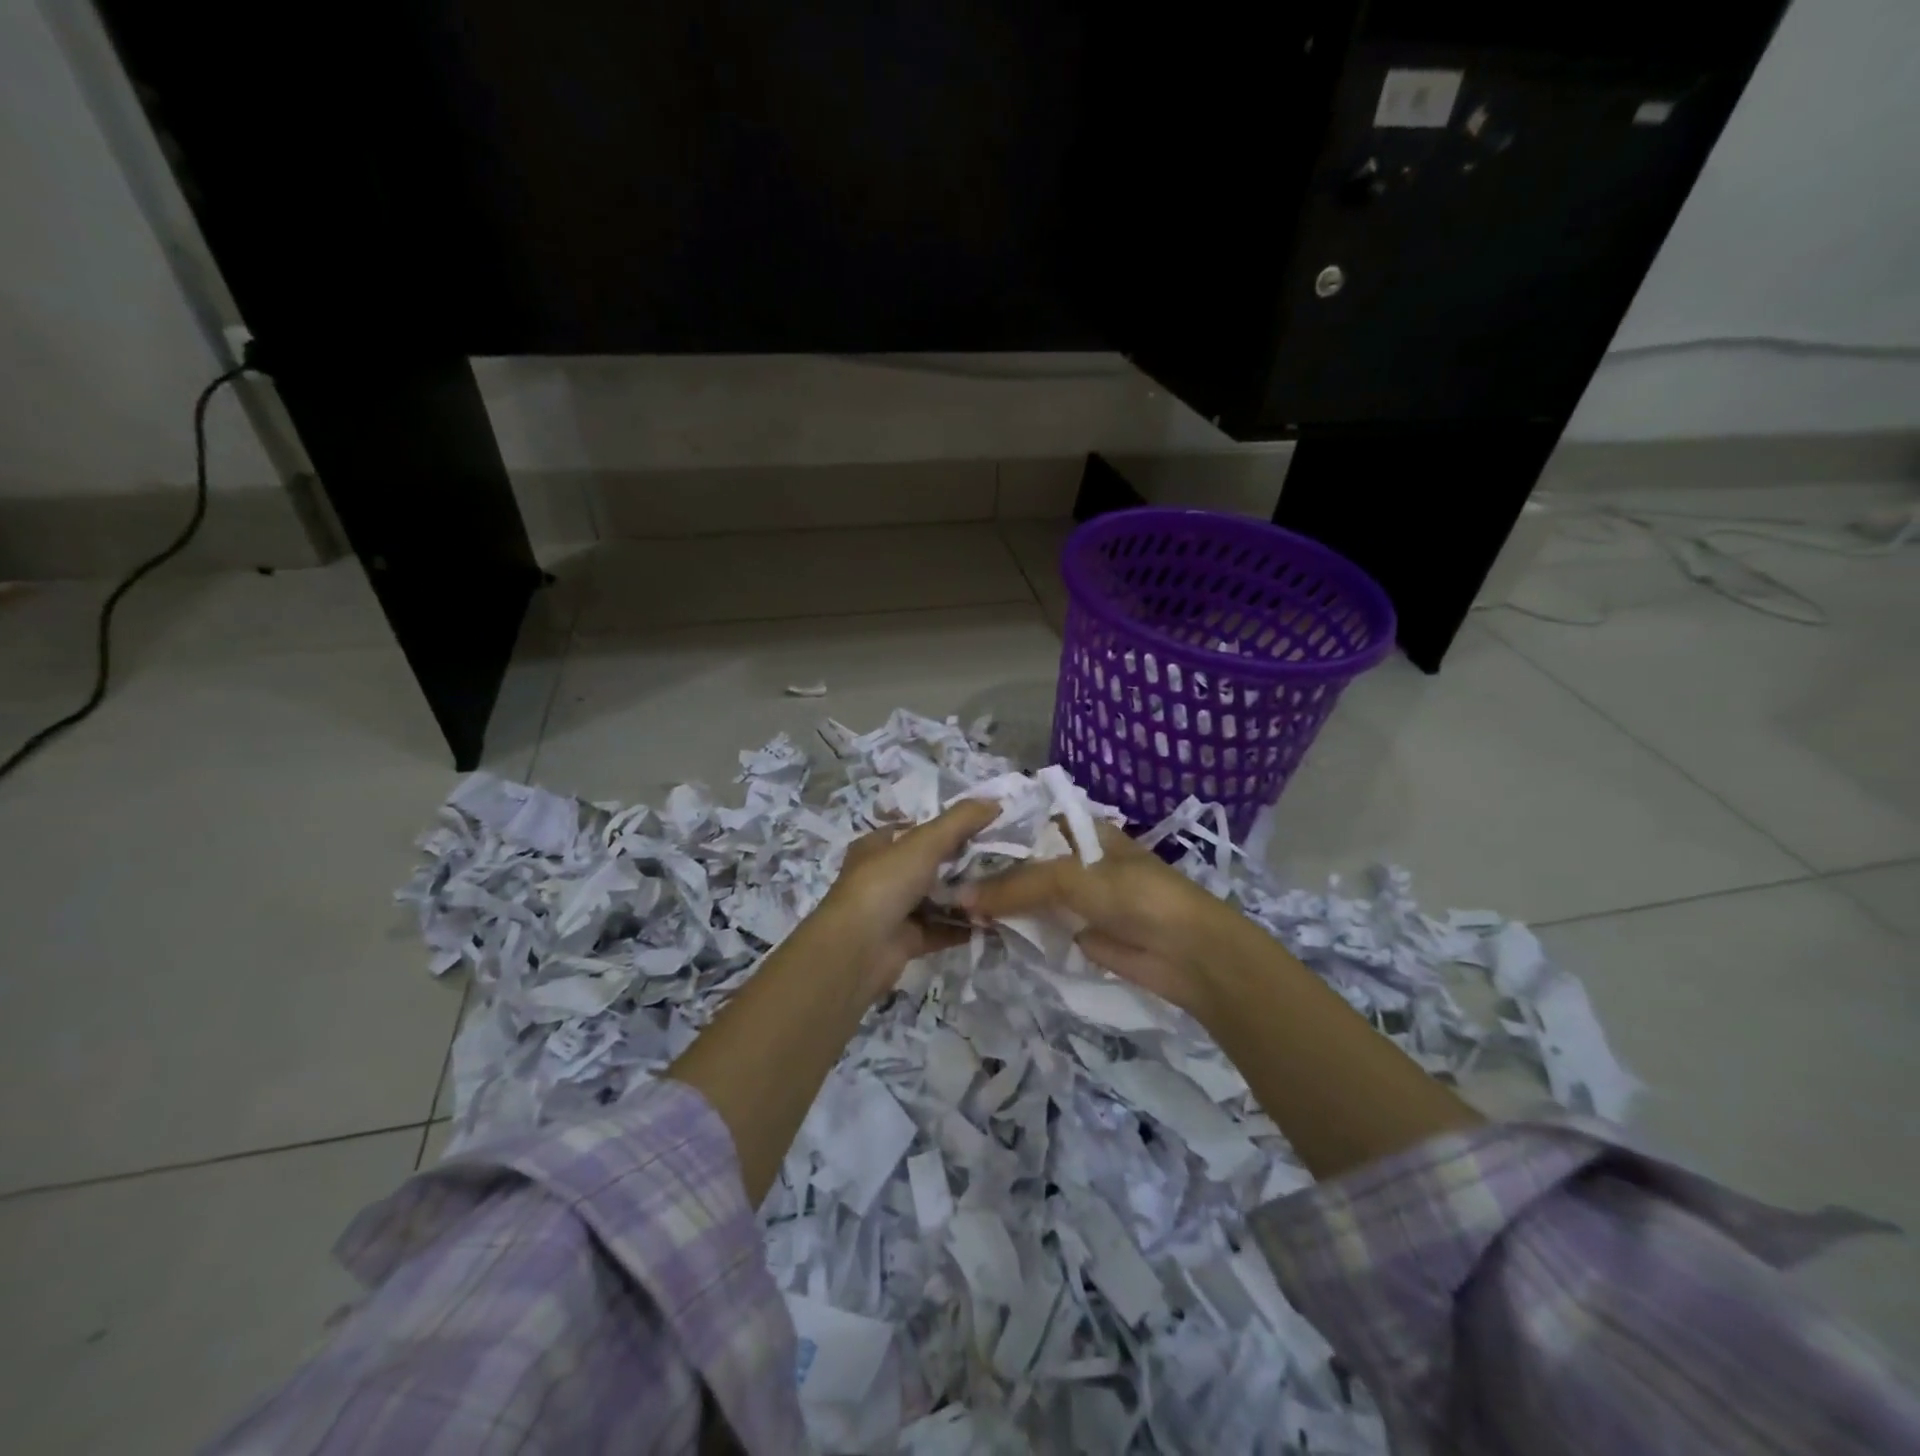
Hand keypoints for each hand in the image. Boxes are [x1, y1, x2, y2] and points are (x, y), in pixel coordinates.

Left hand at [819, 798, 1000, 1000]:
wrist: (857, 949)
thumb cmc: (885, 883)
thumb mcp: (925, 842)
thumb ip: (960, 820)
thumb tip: (995, 802)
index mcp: (878, 847)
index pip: (914, 829)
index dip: (945, 826)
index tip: (981, 826)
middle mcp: (883, 876)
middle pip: (928, 865)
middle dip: (961, 862)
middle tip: (1000, 858)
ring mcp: (893, 910)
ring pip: (935, 899)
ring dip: (964, 897)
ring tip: (1001, 889)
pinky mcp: (905, 941)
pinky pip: (940, 929)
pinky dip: (962, 926)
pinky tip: (992, 921)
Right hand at [956, 821, 1267, 1024]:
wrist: (1185, 952)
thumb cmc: (1133, 894)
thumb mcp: (1072, 877)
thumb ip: (1016, 885)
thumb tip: (960, 897)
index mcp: (1082, 830)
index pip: (1028, 822)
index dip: (993, 830)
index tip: (952, 840)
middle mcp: (1076, 859)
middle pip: (1025, 861)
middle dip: (990, 870)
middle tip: (941, 877)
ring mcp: (1076, 897)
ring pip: (1028, 894)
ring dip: (998, 901)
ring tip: (948, 903)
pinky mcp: (1075, 931)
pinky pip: (1037, 925)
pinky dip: (1014, 928)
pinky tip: (978, 928)